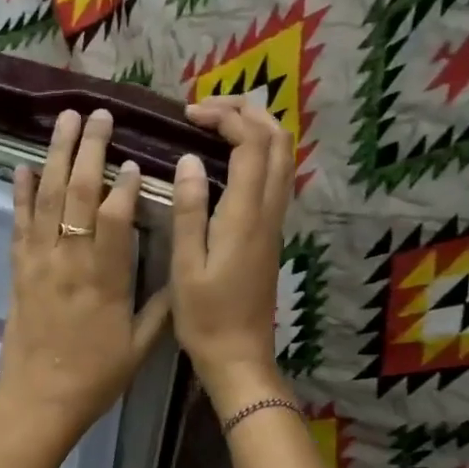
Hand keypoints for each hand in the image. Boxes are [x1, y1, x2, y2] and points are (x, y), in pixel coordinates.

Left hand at [0, 109, 170, 453]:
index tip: (133, 158)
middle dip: (88, 150)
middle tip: (97, 115)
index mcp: (104, 278)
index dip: (124, 184)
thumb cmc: (95, 376)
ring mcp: (38, 263)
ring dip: (54, 157)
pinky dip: (20, 195)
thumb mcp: (140, 345)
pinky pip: (18, 225)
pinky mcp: (18, 271)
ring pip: (46, 199)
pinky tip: (22, 168)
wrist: (39, 401)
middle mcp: (69, 261)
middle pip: (77, 194)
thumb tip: (178, 270)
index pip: (115, 216)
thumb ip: (158, 305)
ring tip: (63, 122)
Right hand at [171, 97, 293, 410]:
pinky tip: (227, 161)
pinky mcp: (271, 235)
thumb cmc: (206, 318)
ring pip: (282, 157)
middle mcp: (269, 212)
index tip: (189, 115)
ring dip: (256, 130)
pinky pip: (275, 177)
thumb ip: (190, 211)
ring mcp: (275, 223)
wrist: (240, 358)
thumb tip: (191, 160)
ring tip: (216, 126)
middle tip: (206, 109)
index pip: (250, 143)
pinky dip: (257, 154)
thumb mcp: (186, 266)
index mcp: (246, 216)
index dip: (225, 117)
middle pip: (277, 141)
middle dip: (247, 111)